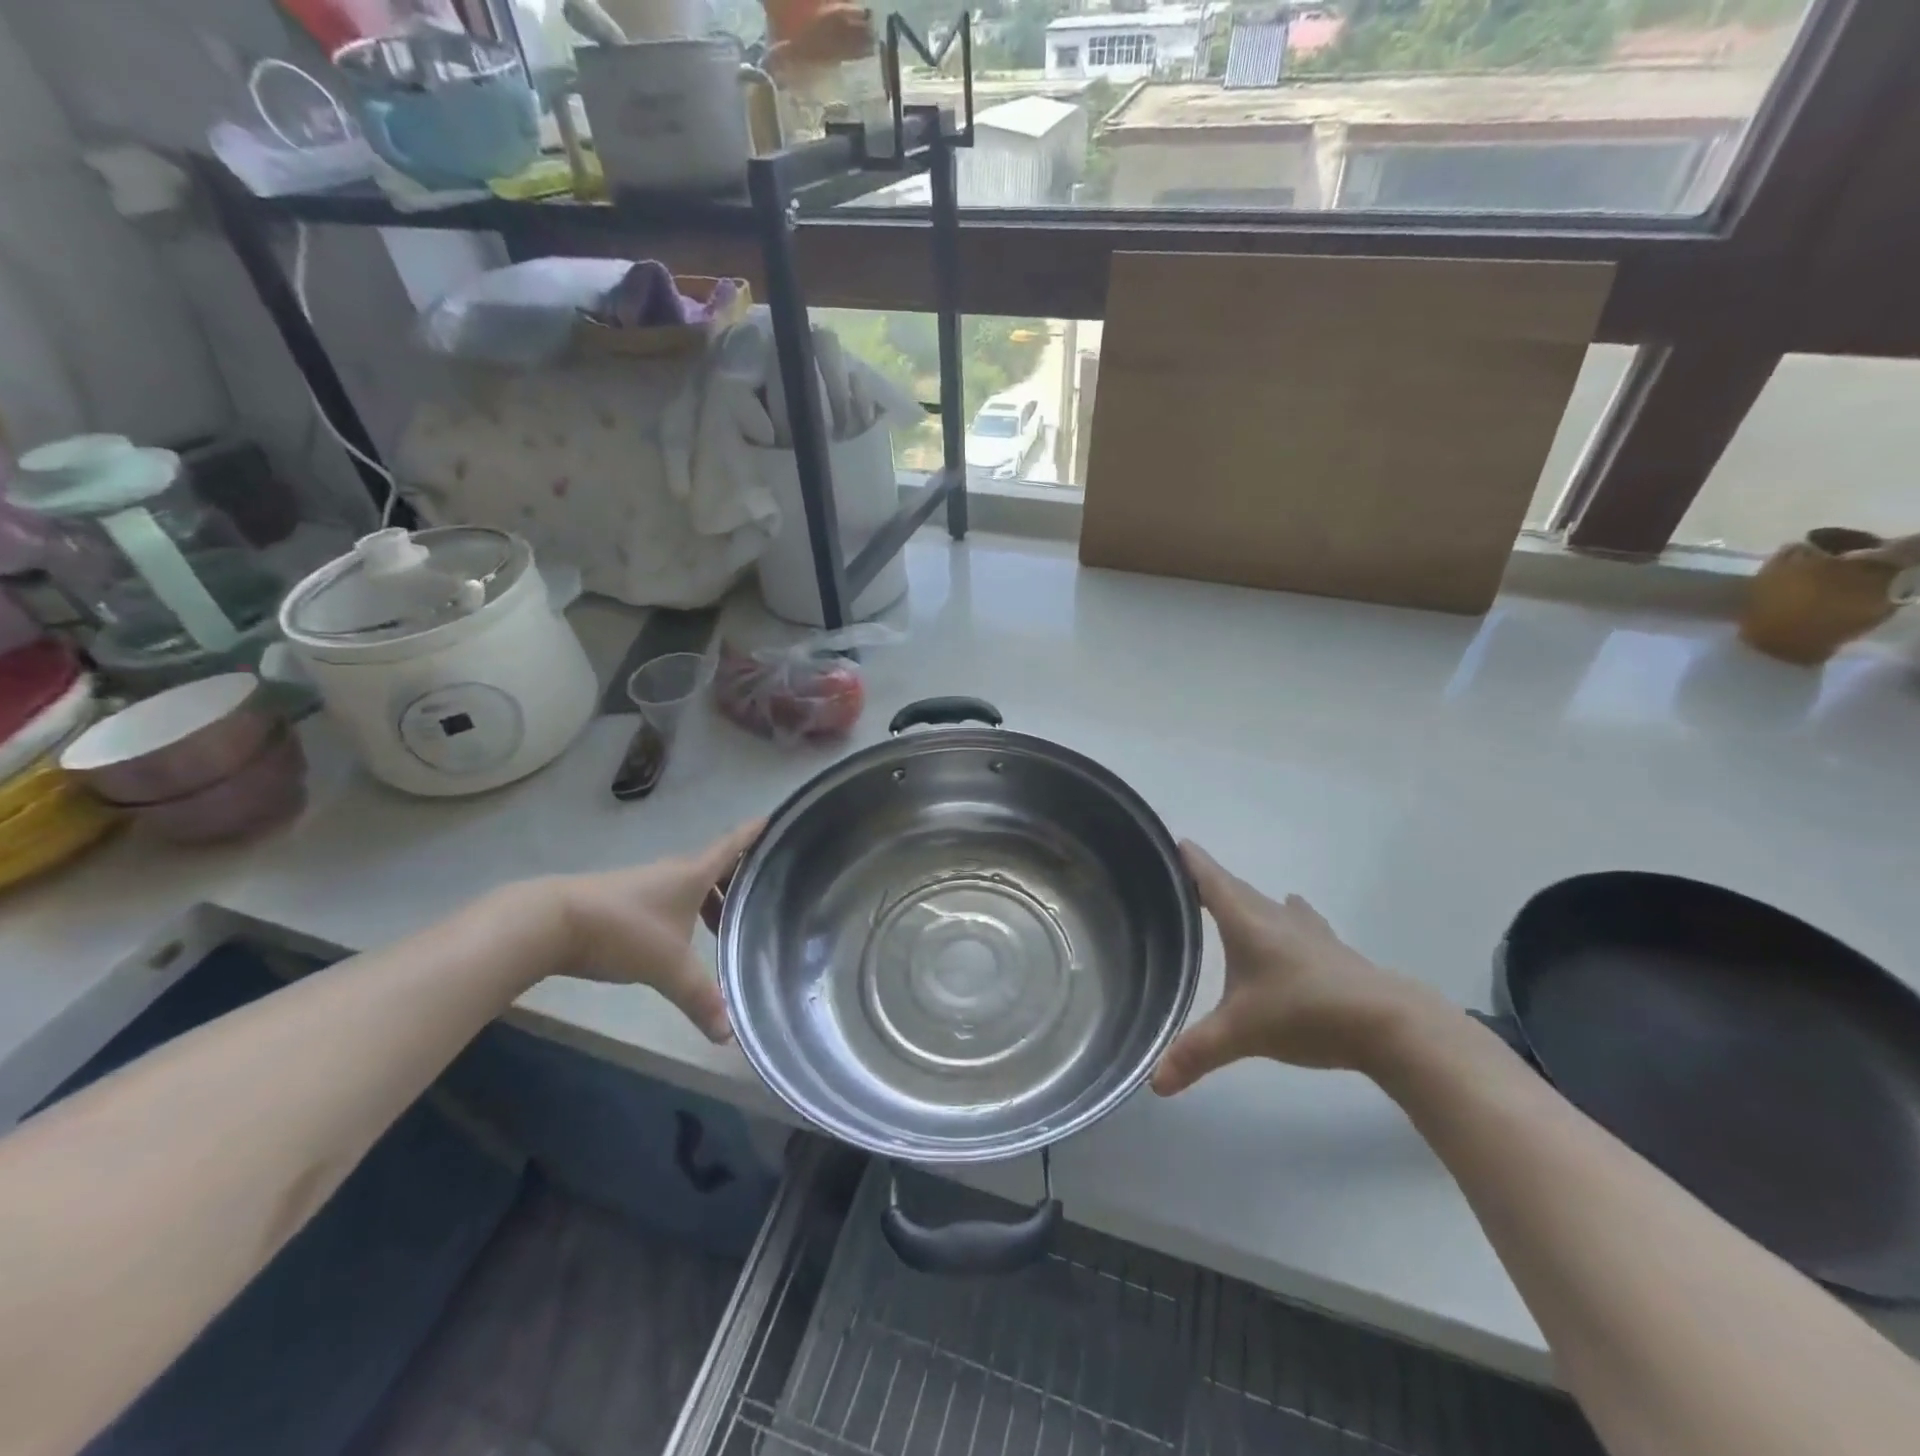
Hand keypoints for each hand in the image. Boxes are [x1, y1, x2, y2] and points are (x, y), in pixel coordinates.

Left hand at [549, 820, 763, 1043]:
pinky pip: (669, 899)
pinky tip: (682, 940)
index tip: (773, 818)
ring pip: (690, 886)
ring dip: (709, 901)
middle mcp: (673, 872)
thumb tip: (727, 1035)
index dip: (754, 832)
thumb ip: (700, 998)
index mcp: (693, 874)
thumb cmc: (624, 931)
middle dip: (737, 881)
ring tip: (723, 929)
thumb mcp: (668, 967)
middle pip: (714, 868)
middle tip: (760, 898)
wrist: (551, 922)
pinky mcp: (624, 900)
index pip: (733, 845)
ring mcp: (646, 884)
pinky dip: (685, 912)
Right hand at [1151, 843, 1441, 1093]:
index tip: (1172, 841)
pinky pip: (1295, 920)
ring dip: (1245, 900)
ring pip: (1266, 903)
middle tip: (1182, 880)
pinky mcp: (1330, 949)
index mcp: (1245, 920)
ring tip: (1228, 903)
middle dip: (1208, 881)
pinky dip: (1282, 917)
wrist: (1389, 1024)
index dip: (1188, 859)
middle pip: (1234, 887)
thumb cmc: (1304, 1012)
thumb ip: (1196, 1053)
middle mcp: (1273, 915)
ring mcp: (1307, 930)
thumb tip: (1155, 1084)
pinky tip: (1290, 915)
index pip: (1208, 878)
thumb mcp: (1241, 1034)